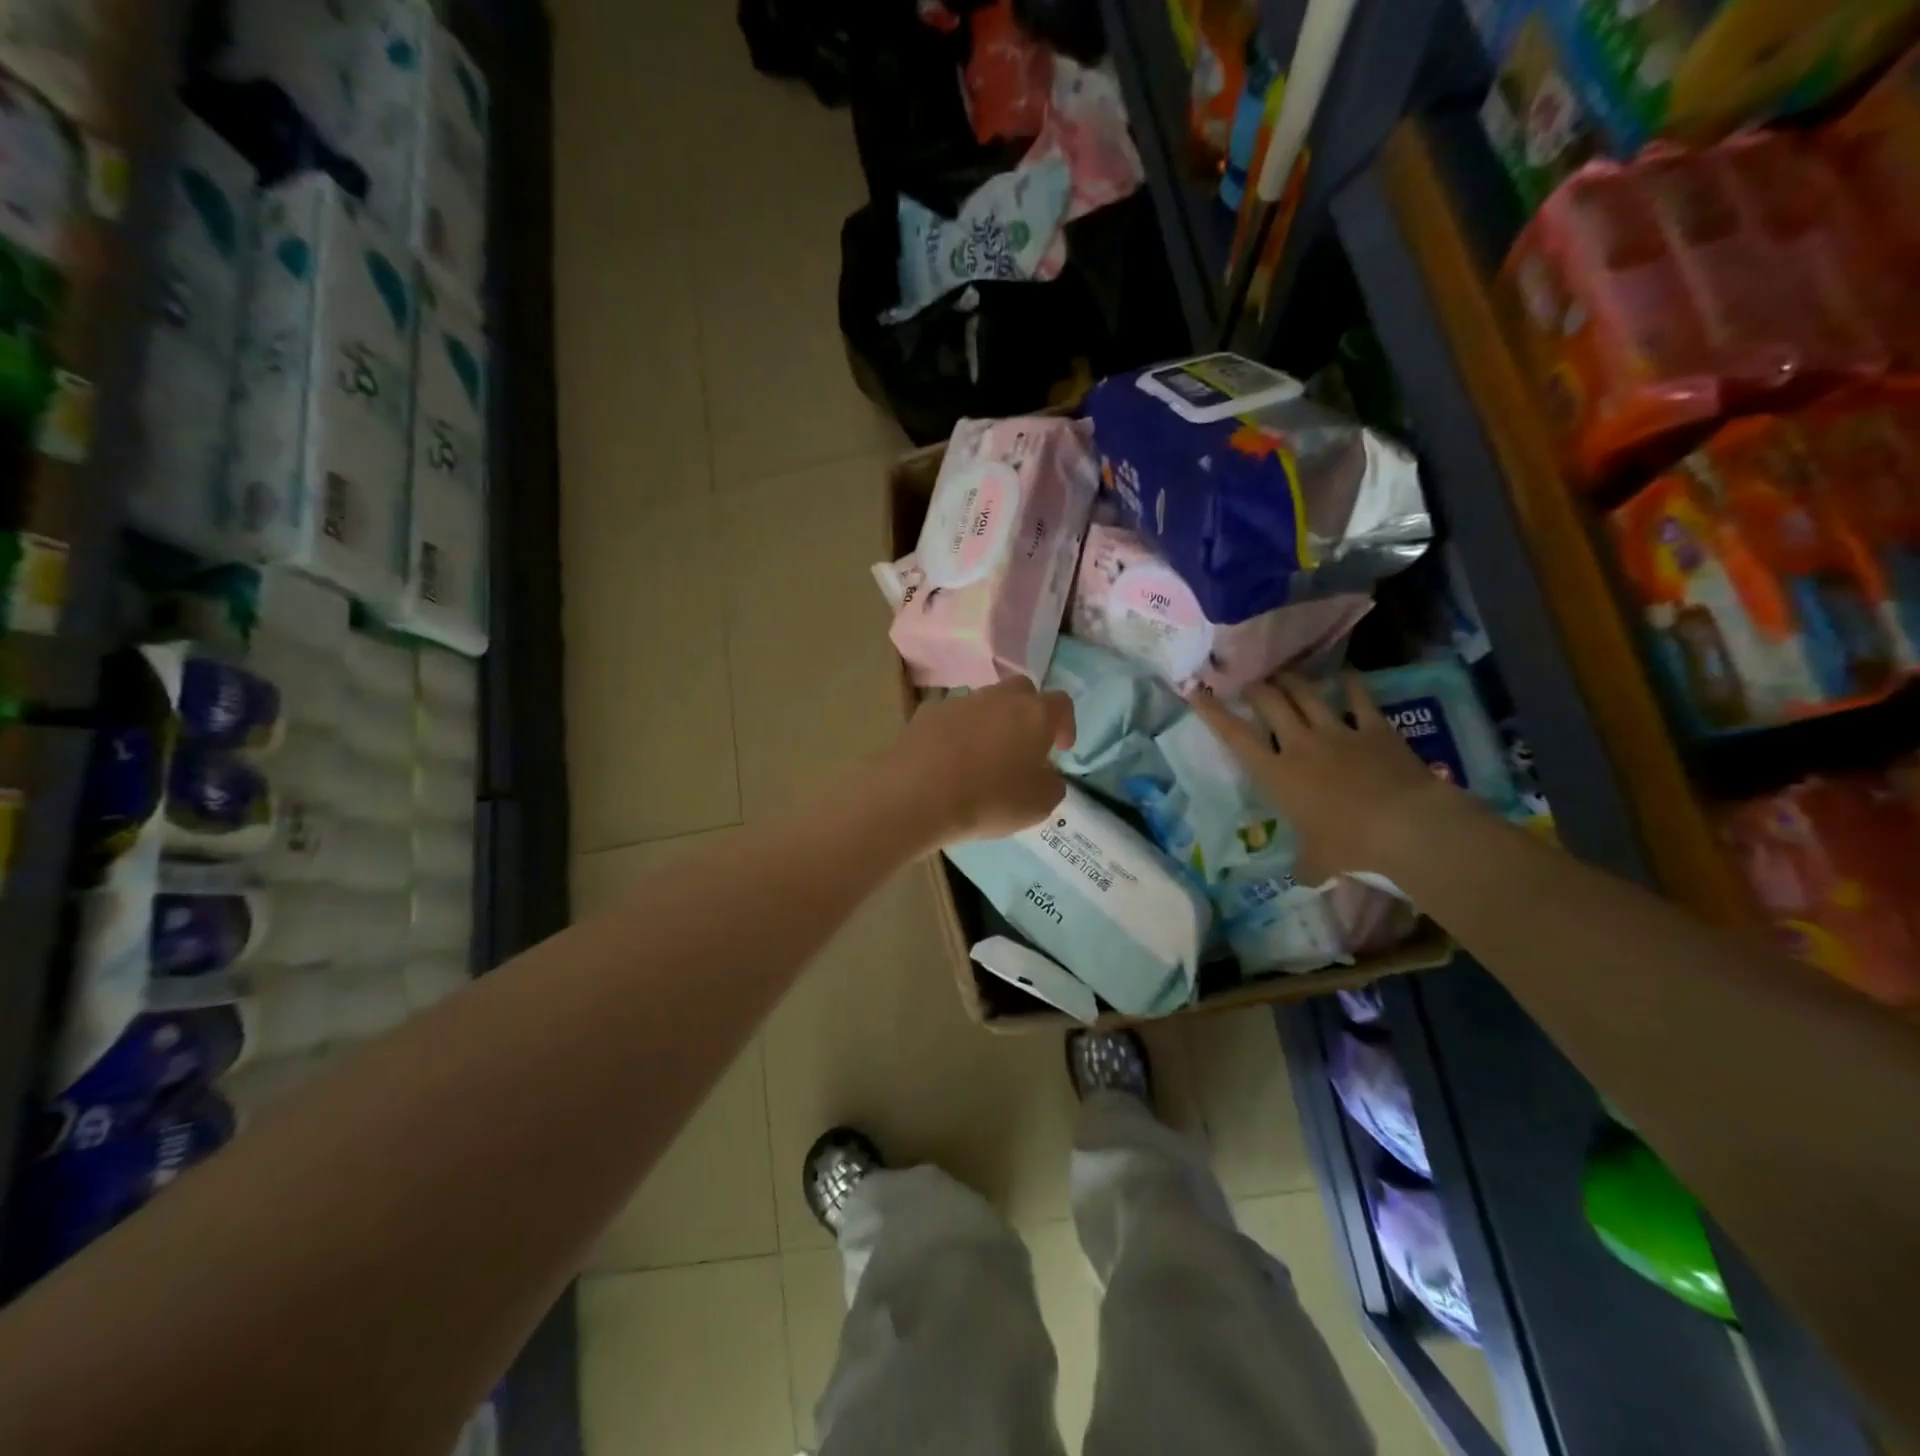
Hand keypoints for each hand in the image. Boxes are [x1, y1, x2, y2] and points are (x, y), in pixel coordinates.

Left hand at [886, 677, 1075, 844]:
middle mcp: (999, 697)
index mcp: (1034, 714)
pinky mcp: (926, 713)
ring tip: (984, 757)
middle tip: (1024, 745)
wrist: (917, 793)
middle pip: (1021, 692)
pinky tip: (950, 760)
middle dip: (1028, 713)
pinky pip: (952, 718)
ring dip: (991, 722)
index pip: (1061, 704)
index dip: (1065, 724)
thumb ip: (1052, 785)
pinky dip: (957, 733)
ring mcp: (960, 701)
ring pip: (984, 703)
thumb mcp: (1038, 805)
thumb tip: (1046, 774)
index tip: (1061, 748)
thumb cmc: (989, 799)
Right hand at [1190, 671, 1467, 881]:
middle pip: (1270, 702)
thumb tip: (1303, 878)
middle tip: (1248, 682)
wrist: (1406, 826)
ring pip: (1306, 693)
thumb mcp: (1318, 862)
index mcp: (1276, 773)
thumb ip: (1305, 866)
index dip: (1212, 712)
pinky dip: (1350, 684)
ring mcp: (1338, 732)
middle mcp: (1300, 744)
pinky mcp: (1375, 729)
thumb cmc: (1349, 845)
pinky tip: (1344, 674)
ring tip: (1282, 672)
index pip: (1235, 736)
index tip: (1196, 691)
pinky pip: (1359, 699)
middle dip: (1255, 688)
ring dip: (1291, 680)